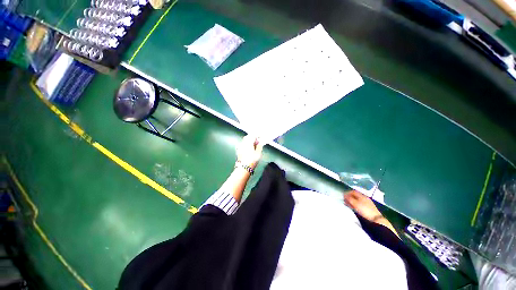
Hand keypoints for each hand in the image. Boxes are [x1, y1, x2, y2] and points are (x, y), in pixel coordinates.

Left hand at [236, 135, 263, 169]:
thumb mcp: (258, 154)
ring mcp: (240, 146)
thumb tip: (260, 142)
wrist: (243, 168)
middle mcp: (243, 143)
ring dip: (250, 140)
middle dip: (253, 137)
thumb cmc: (252, 161)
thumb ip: (260, 146)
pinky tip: (249, 147)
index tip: (261, 137)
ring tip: (254, 144)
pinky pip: (243, 143)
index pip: (253, 135)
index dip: (258, 135)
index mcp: (249, 142)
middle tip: (258, 140)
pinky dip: (247, 143)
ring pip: (245, 140)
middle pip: (248, 136)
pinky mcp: (238, 150)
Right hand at [344, 190, 381, 220]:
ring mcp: (367, 203)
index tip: (343, 196)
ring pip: (357, 200)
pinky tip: (354, 207)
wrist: (375, 218)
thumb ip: (349, 198)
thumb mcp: (355, 203)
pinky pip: (360, 203)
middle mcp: (364, 198)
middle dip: (349, 197)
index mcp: (362, 195)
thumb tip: (345, 195)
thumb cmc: (364, 210)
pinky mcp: (368, 207)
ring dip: (352, 201)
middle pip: (355, 195)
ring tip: (348, 204)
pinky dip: (355, 204)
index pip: (353, 191)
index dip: (347, 193)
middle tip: (344, 200)